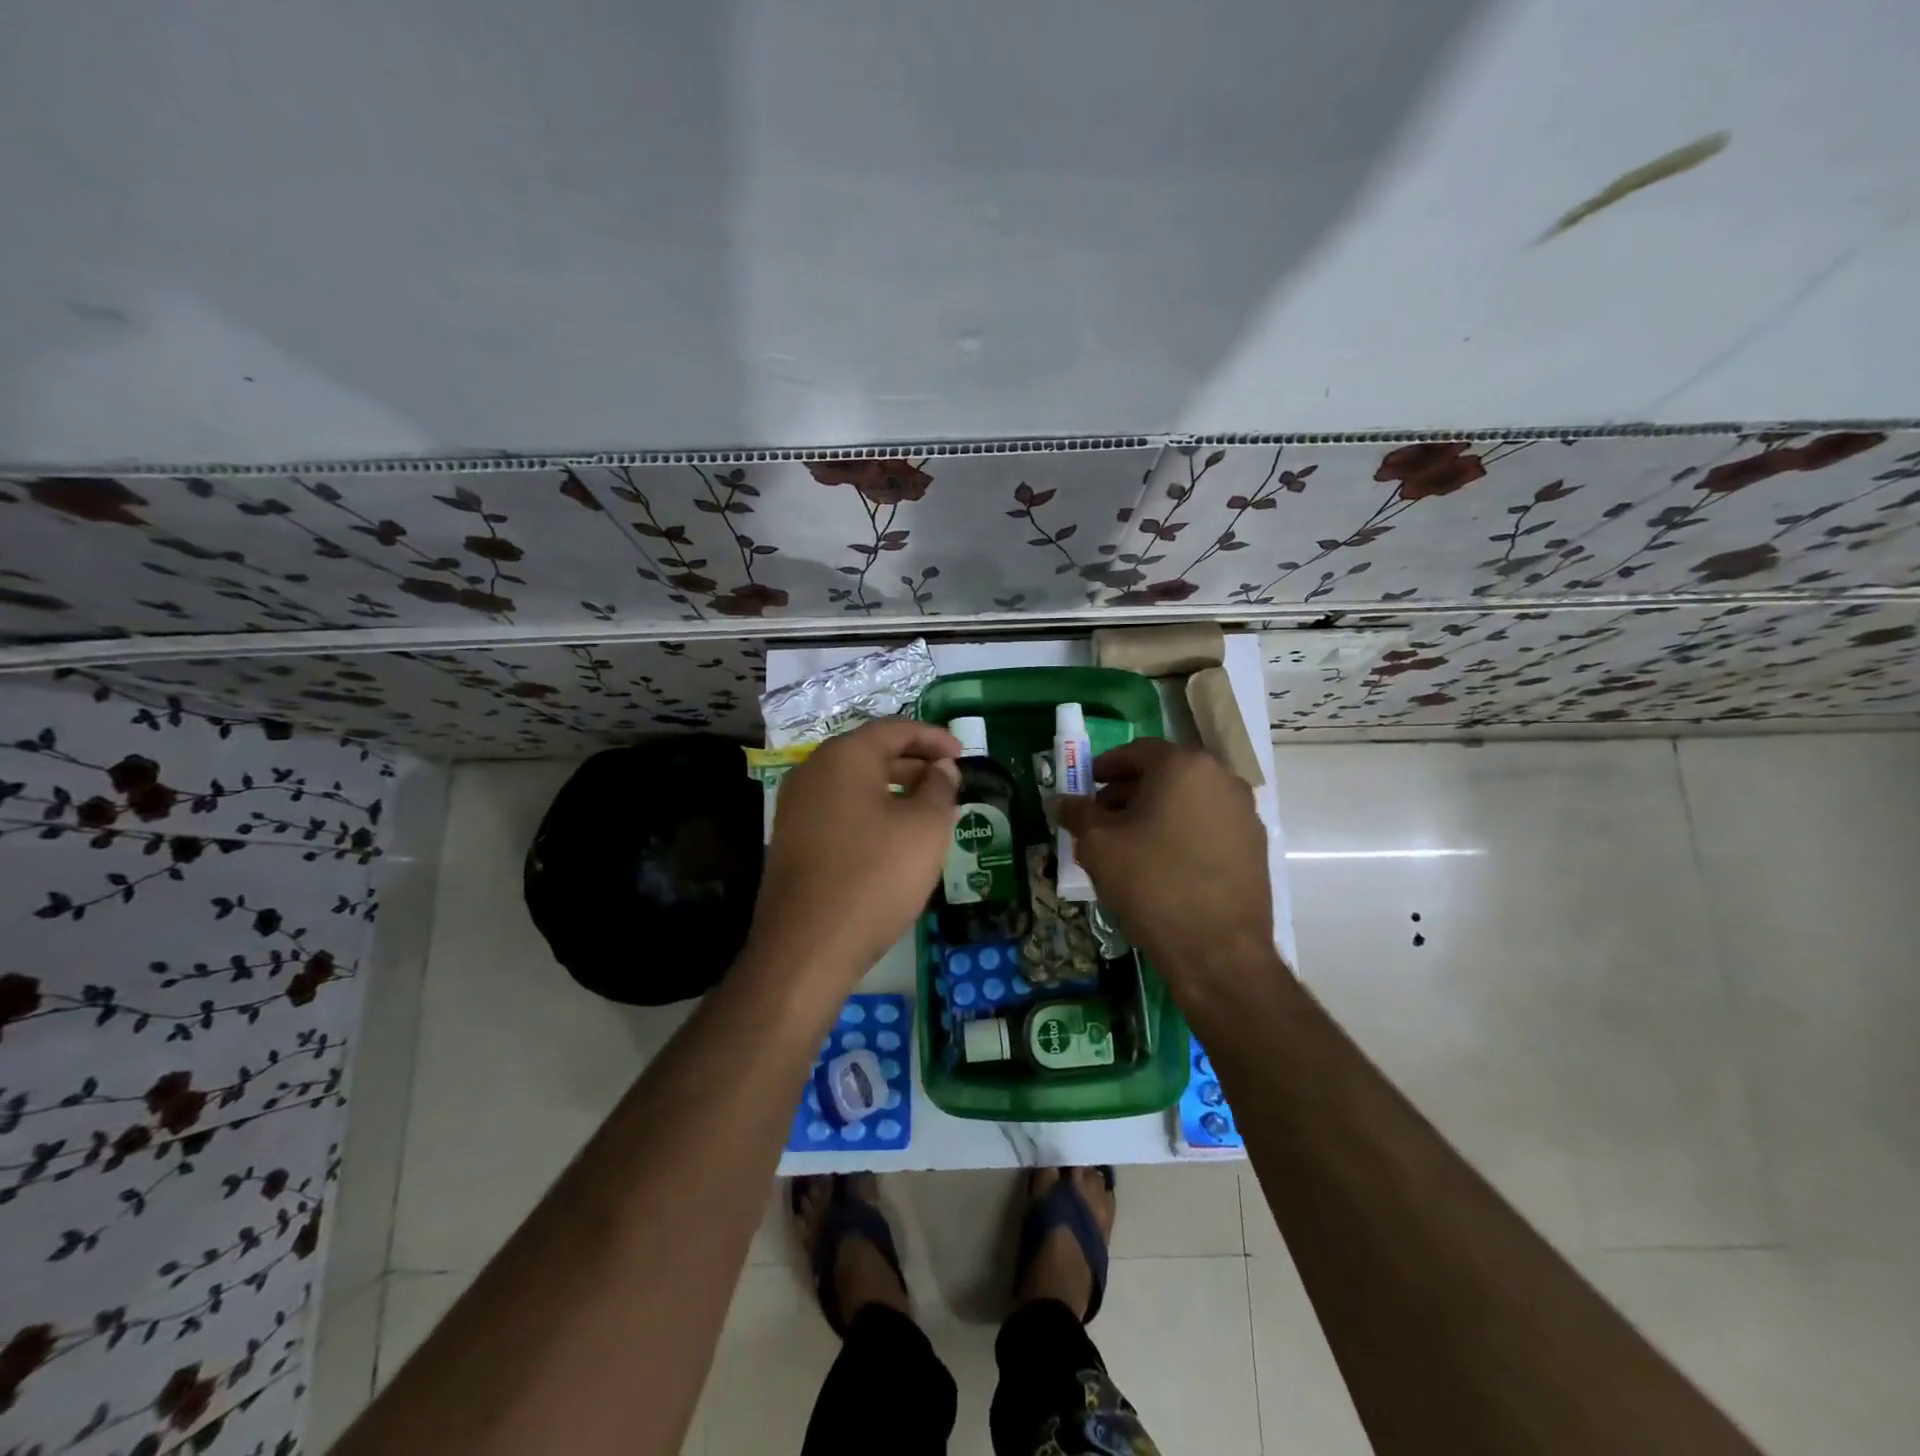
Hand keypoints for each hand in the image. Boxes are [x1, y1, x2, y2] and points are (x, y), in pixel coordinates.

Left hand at [744, 719, 960, 988]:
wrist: (807, 946)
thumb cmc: (875, 876)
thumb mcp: (925, 828)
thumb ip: (940, 788)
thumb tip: (941, 768)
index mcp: (844, 756)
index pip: (894, 729)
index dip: (933, 737)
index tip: (963, 753)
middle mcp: (813, 771)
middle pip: (871, 753)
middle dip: (915, 763)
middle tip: (950, 780)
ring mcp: (796, 807)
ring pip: (855, 784)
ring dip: (895, 789)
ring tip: (930, 809)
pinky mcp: (792, 840)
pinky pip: (840, 810)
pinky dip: (872, 812)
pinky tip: (896, 838)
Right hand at [1057, 738, 1279, 991]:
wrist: (1218, 950)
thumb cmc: (1152, 885)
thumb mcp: (1098, 846)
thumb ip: (1078, 814)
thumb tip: (1063, 802)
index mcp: (1184, 766)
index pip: (1139, 751)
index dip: (1107, 766)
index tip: (1088, 785)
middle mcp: (1222, 778)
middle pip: (1167, 773)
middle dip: (1131, 790)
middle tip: (1103, 815)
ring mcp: (1245, 812)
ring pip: (1190, 799)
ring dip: (1157, 810)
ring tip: (1130, 842)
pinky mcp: (1255, 845)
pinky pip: (1209, 824)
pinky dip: (1183, 830)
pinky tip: (1163, 862)